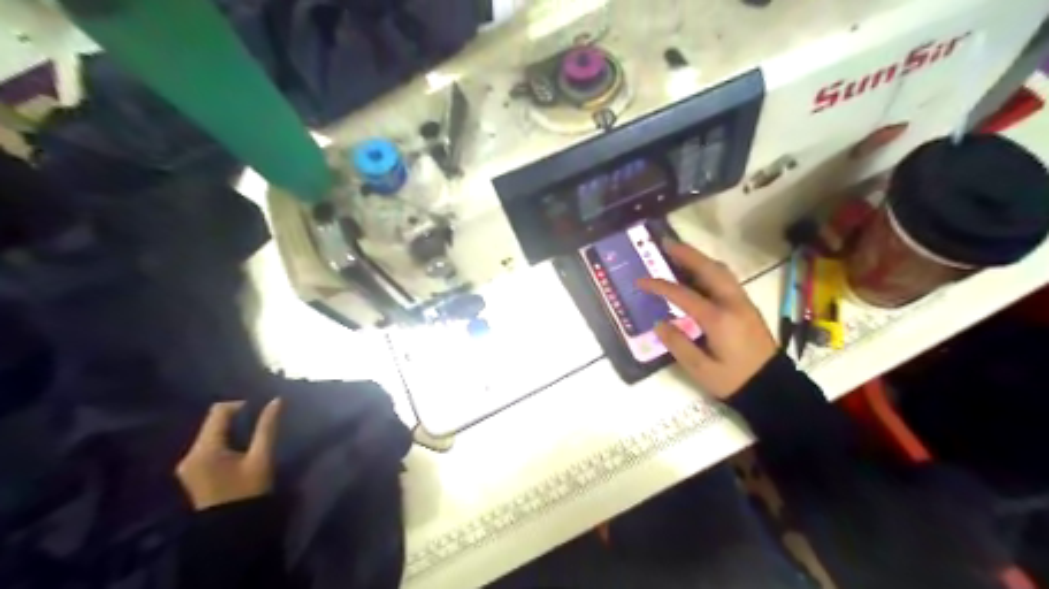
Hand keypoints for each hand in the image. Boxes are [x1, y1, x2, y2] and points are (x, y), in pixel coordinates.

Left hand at [177, 401, 282, 511]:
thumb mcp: (261, 458)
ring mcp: (186, 463)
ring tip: (251, 437)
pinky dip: (222, 441)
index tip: (260, 411)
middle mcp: (189, 453)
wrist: (230, 528)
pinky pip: (206, 445)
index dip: (240, 405)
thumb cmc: (248, 491)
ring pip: (209, 433)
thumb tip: (276, 401)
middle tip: (258, 424)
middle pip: (212, 422)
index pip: (218, 411)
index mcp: (205, 449)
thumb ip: (267, 428)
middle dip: (236, 418)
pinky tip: (238, 450)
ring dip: (229, 430)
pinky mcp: (189, 471)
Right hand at [635, 239, 772, 400]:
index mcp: (718, 319)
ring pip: (721, 271)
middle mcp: (732, 303)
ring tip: (680, 252)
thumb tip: (660, 323)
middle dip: (686, 254)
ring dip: (700, 258)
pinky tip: (699, 272)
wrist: (772, 387)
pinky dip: (710, 269)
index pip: (683, 294)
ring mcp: (743, 303)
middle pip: (708, 269)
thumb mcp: (701, 369)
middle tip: (665, 243)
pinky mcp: (748, 307)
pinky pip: (727, 279)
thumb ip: (678, 344)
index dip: (659, 285)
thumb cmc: (734, 380)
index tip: (640, 281)